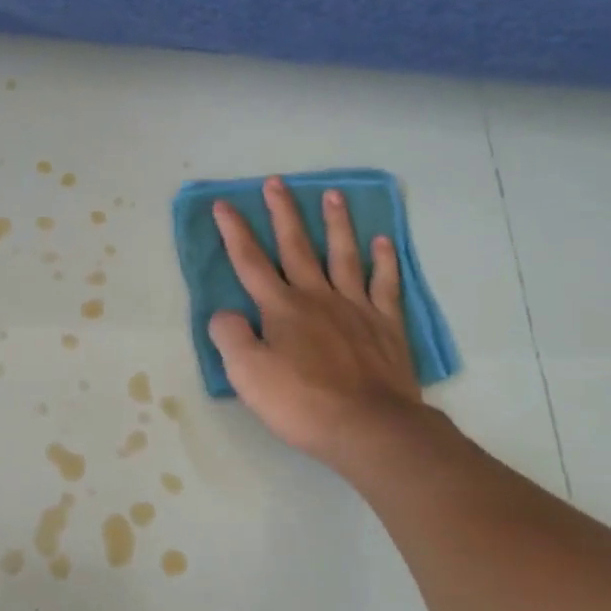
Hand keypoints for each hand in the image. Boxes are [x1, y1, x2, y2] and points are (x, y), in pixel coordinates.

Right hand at [208, 177, 425, 470]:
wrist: (370, 428)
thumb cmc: (302, 403)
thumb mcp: (247, 374)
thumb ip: (230, 337)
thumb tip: (225, 314)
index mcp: (281, 308)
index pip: (250, 262)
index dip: (234, 232)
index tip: (224, 204)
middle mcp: (316, 297)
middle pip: (297, 246)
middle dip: (283, 212)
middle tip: (276, 182)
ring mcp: (356, 307)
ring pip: (343, 254)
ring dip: (336, 223)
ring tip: (332, 194)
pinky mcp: (386, 325)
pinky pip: (384, 284)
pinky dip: (383, 260)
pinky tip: (383, 241)